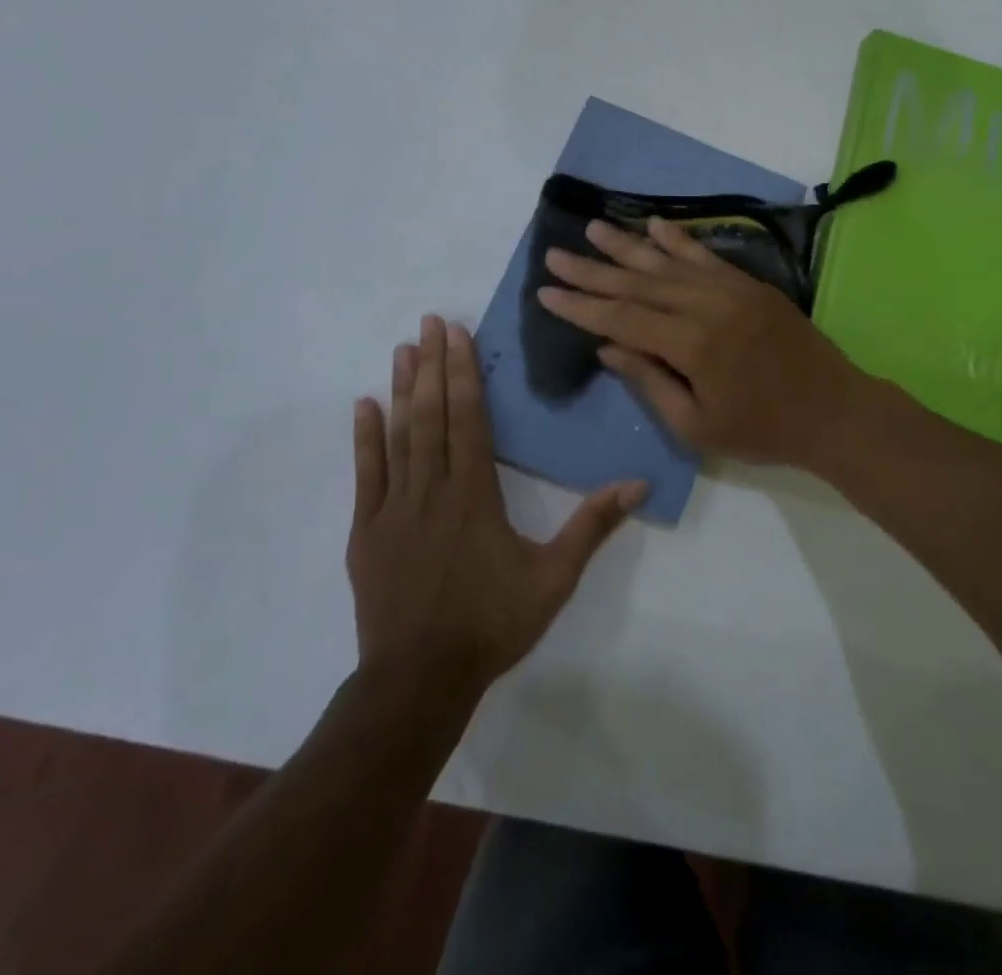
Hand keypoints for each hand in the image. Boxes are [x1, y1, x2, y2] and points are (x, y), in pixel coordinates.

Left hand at [347, 316, 643, 702]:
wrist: (419, 680)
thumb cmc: (491, 624)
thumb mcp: (554, 578)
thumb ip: (593, 526)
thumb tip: (638, 483)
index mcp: (475, 494)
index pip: (470, 420)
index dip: (463, 373)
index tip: (457, 335)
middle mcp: (433, 489)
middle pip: (433, 415)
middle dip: (433, 365)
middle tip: (429, 322)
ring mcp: (394, 508)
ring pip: (400, 436)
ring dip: (402, 389)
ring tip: (402, 349)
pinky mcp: (368, 530)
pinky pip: (366, 474)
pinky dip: (365, 438)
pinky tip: (363, 405)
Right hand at [536, 218, 866, 468]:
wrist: (833, 409)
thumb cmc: (762, 429)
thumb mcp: (696, 425)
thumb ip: (650, 381)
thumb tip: (607, 347)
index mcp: (691, 344)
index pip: (621, 317)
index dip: (581, 305)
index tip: (545, 291)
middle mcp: (707, 305)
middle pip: (638, 282)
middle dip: (593, 270)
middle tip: (555, 254)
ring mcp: (732, 289)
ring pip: (668, 262)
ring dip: (627, 246)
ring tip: (593, 228)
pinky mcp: (750, 284)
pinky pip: (706, 256)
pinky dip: (678, 239)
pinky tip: (653, 225)